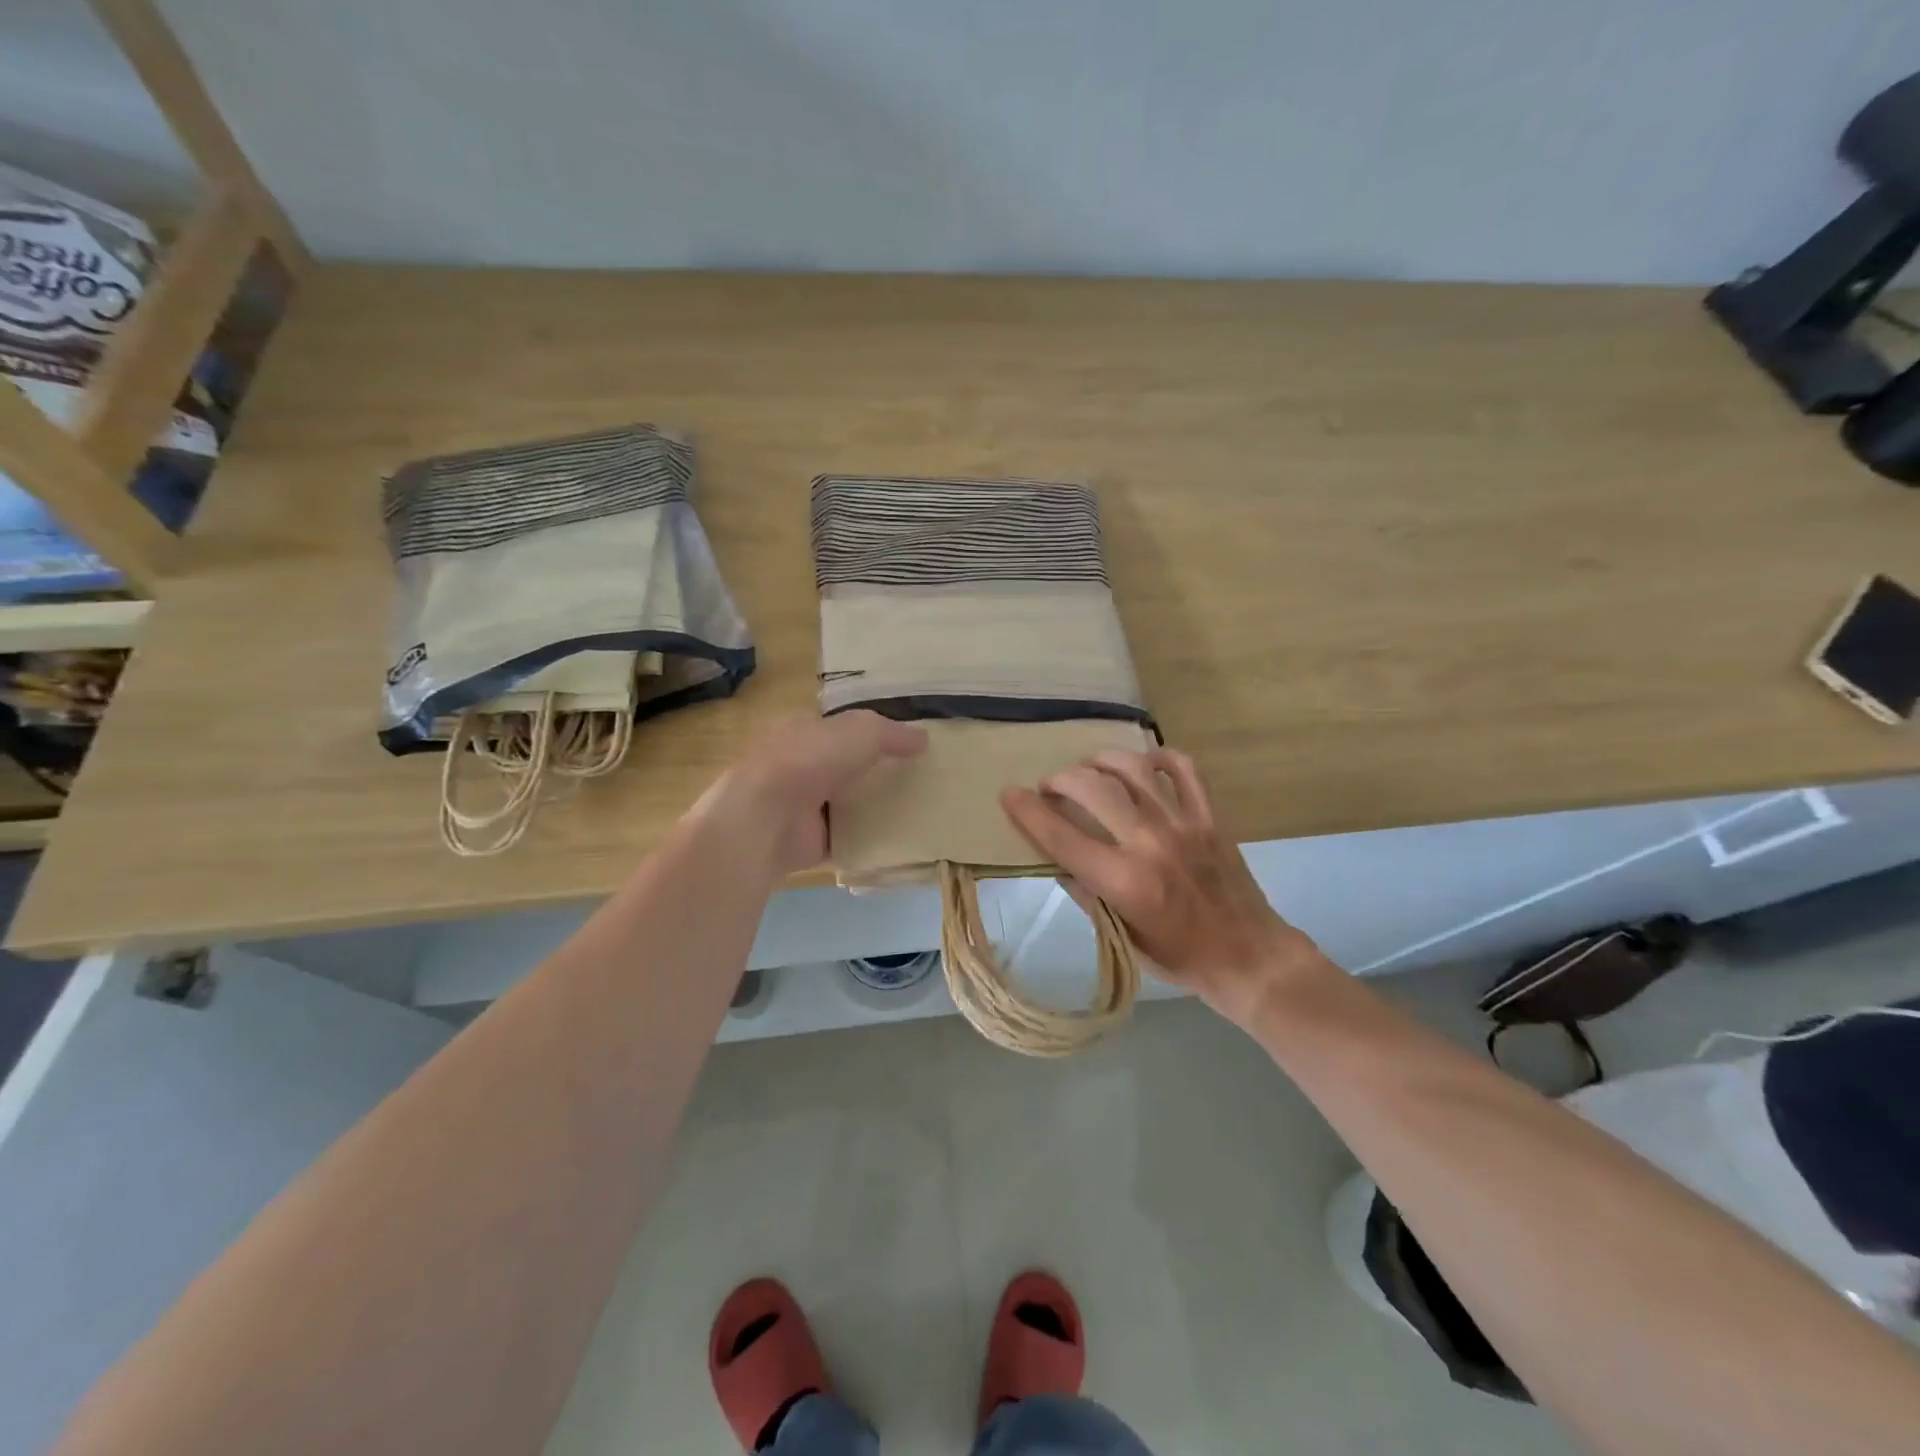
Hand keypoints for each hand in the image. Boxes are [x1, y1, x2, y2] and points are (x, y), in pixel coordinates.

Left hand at [710, 711, 927, 875]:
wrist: (769, 815)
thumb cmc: (812, 759)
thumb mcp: (862, 731)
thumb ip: (893, 734)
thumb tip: (925, 738)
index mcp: (807, 731)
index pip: (844, 728)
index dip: (874, 733)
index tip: (909, 745)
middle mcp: (803, 766)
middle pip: (848, 767)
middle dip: (878, 772)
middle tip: (922, 780)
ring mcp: (804, 806)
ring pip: (848, 804)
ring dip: (875, 809)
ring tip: (919, 812)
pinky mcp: (810, 841)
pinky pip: (848, 840)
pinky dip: (868, 842)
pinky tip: (900, 843)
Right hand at [1001, 748, 1325, 1024]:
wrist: (1248, 956)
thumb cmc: (1178, 957)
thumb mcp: (1121, 937)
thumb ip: (1087, 894)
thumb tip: (1058, 858)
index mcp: (1123, 882)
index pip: (1062, 836)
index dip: (1029, 812)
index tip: (1009, 794)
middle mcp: (1149, 844)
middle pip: (1092, 789)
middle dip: (1061, 780)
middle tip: (1052, 787)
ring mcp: (1183, 824)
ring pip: (1133, 769)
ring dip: (1101, 761)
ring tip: (1090, 769)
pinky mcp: (1209, 816)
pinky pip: (1184, 768)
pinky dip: (1158, 756)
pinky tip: (1142, 763)